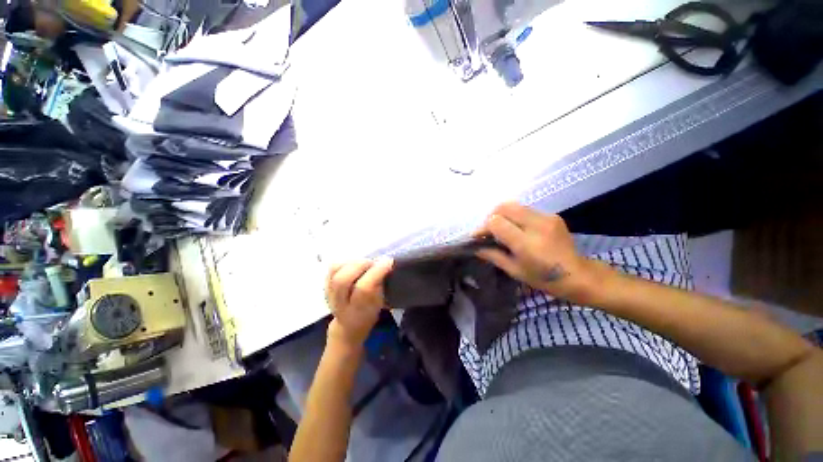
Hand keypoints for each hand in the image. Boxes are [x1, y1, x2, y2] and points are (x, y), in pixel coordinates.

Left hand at [325, 259, 393, 349]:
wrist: (349, 325)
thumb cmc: (369, 312)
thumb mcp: (379, 303)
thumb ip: (380, 284)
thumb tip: (385, 263)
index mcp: (357, 311)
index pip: (364, 289)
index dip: (377, 272)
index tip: (388, 261)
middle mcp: (339, 304)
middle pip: (342, 280)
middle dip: (361, 265)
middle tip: (373, 262)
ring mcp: (329, 294)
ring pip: (334, 271)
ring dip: (352, 262)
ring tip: (364, 262)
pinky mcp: (324, 284)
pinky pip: (332, 267)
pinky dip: (345, 261)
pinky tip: (355, 264)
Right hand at [475, 202, 608, 304]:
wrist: (579, 275)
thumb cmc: (544, 279)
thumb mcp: (515, 271)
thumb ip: (493, 255)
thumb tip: (475, 247)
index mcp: (526, 243)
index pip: (496, 222)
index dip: (483, 227)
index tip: (477, 236)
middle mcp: (537, 225)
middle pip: (504, 207)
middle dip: (491, 217)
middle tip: (488, 231)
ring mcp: (547, 218)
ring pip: (514, 205)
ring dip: (502, 215)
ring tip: (500, 229)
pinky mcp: (552, 215)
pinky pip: (525, 209)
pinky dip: (514, 216)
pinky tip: (516, 228)